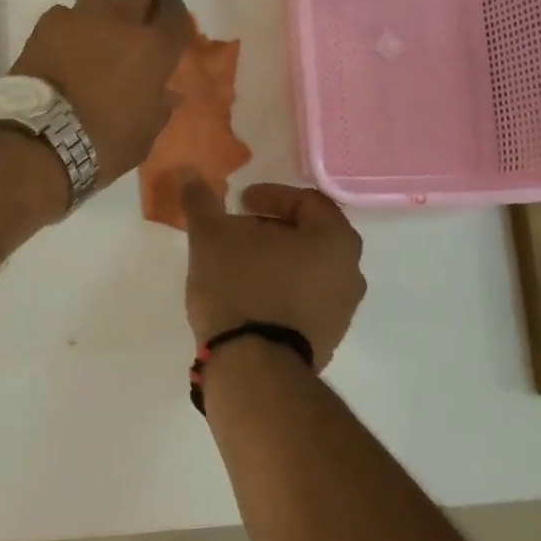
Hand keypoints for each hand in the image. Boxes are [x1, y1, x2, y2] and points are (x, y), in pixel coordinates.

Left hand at [10, 0, 192, 187]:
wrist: (43, 140)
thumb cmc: (104, 144)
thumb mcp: (145, 133)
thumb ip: (158, 105)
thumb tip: (163, 93)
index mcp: (155, 49)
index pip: (176, 10)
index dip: (172, 15)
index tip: (165, 28)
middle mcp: (123, 21)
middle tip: (135, 10)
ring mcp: (83, 16)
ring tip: (101, 16)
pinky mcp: (49, 22)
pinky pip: (66, 8)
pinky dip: (70, 21)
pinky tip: (65, 42)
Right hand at [180, 179, 366, 369]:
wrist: (252, 368)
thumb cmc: (239, 288)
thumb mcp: (211, 237)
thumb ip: (201, 201)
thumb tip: (189, 173)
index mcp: (335, 240)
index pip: (307, 201)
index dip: (269, 196)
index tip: (238, 203)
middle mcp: (351, 272)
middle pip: (309, 235)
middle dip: (270, 229)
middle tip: (236, 232)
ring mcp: (342, 310)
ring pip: (307, 269)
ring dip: (275, 260)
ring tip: (237, 265)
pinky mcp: (327, 339)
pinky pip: (304, 299)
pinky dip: (280, 289)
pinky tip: (248, 296)